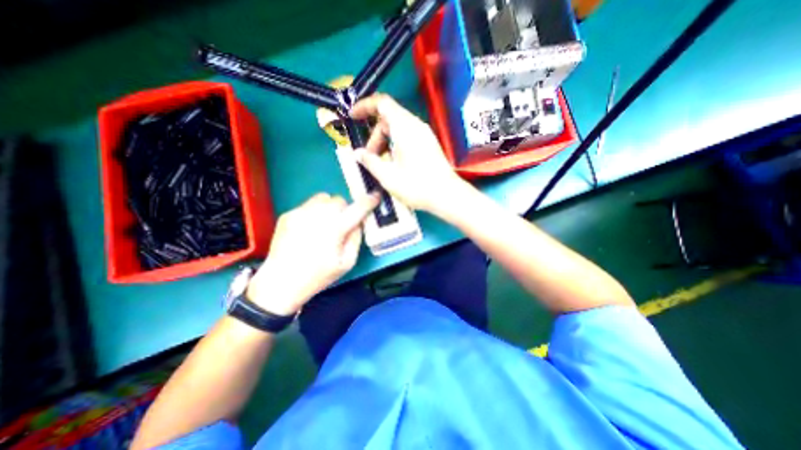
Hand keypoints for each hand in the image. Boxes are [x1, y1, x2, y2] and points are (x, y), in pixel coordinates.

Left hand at [245, 191, 379, 314]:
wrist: (281, 282)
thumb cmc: (318, 276)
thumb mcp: (347, 263)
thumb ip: (356, 238)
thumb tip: (359, 222)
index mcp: (335, 229)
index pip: (357, 208)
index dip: (369, 201)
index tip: (375, 197)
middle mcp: (318, 215)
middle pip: (339, 200)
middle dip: (345, 209)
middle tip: (343, 224)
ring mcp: (300, 212)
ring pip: (323, 198)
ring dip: (330, 207)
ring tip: (326, 223)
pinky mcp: (288, 214)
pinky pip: (308, 205)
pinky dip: (315, 212)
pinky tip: (309, 229)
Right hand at [352, 92, 469, 214]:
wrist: (446, 195)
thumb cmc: (417, 186)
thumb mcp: (388, 176)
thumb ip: (370, 161)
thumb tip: (357, 154)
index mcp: (405, 127)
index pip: (382, 103)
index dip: (364, 106)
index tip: (352, 116)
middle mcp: (416, 126)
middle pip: (389, 118)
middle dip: (375, 135)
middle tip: (369, 156)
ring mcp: (424, 134)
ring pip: (398, 128)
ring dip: (385, 141)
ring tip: (381, 163)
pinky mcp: (428, 144)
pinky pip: (407, 136)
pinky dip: (395, 144)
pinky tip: (394, 163)